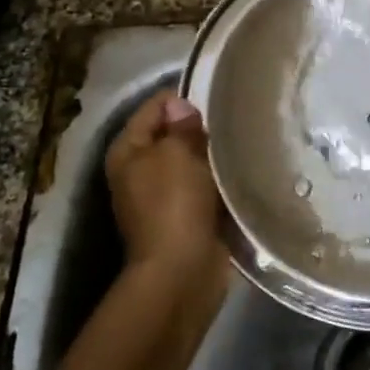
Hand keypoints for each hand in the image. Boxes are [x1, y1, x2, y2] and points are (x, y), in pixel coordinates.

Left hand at [105, 89, 225, 270]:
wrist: (182, 271)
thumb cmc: (174, 204)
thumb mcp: (176, 154)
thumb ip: (181, 126)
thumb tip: (182, 107)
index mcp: (127, 151)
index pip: (155, 106)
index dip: (183, 99)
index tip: (217, 99)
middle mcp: (140, 170)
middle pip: (173, 133)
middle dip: (201, 127)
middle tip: (234, 121)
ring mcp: (163, 195)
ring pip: (193, 160)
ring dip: (214, 154)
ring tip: (242, 142)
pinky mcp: (187, 215)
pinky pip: (206, 185)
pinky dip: (220, 178)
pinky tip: (241, 170)